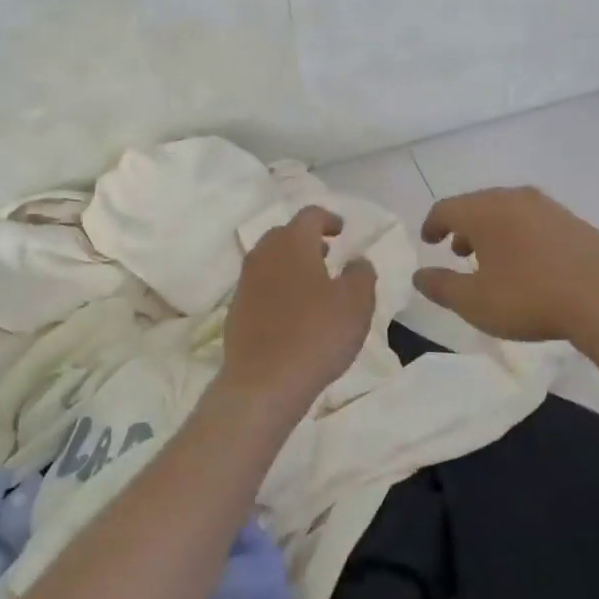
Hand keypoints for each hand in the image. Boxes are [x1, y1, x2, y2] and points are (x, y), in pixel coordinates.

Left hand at [220, 206, 376, 420]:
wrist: (264, 382)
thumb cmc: (316, 335)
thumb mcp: (356, 303)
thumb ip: (361, 274)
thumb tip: (357, 260)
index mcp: (292, 244)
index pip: (309, 215)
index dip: (328, 218)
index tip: (341, 230)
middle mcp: (263, 256)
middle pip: (284, 235)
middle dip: (306, 239)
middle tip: (327, 253)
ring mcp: (245, 284)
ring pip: (269, 260)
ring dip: (291, 264)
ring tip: (313, 283)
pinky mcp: (237, 311)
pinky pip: (260, 287)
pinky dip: (278, 288)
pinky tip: (293, 312)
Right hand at [413, 186, 598, 346]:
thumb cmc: (530, 297)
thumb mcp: (474, 302)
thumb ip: (442, 287)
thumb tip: (418, 275)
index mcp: (484, 211)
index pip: (446, 208)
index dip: (432, 224)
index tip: (428, 240)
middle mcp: (513, 199)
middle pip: (477, 205)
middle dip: (462, 227)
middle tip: (456, 251)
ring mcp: (548, 207)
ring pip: (507, 212)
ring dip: (491, 232)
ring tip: (489, 260)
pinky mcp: (573, 222)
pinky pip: (532, 221)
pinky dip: (517, 235)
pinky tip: (526, 264)